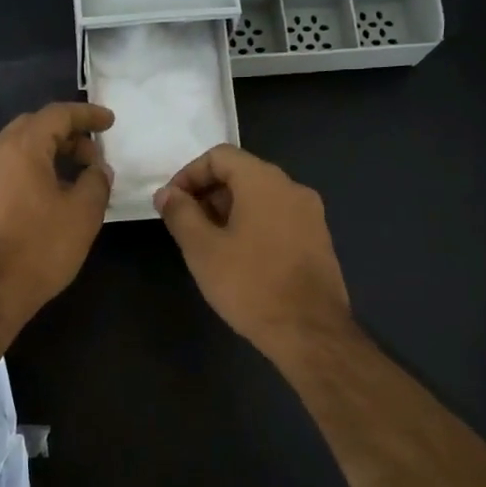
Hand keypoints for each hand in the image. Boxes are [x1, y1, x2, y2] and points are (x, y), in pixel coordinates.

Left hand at [0, 102, 114, 344]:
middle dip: (66, 134)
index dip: (87, 115)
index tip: (109, 122)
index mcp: (20, 148)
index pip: (57, 115)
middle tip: (92, 154)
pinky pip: (4, 172)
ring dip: (47, 154)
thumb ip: (96, 182)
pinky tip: (46, 197)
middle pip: (32, 128)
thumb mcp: (83, 214)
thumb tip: (97, 169)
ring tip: (73, 177)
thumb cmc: (38, 248)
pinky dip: (29, 172)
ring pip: (16, 150)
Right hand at [152, 144, 352, 361]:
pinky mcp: (318, 239)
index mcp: (264, 181)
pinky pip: (278, 218)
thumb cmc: (250, 284)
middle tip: (186, 226)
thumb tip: (167, 193)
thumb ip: (180, 214)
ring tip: (209, 245)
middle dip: (208, 194)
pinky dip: (253, 226)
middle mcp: (292, 188)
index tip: (171, 204)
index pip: (220, 156)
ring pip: (261, 198)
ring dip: (229, 212)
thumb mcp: (202, 249)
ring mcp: (310, 214)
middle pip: (242, 174)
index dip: (189, 174)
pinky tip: (239, 259)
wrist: (309, 330)